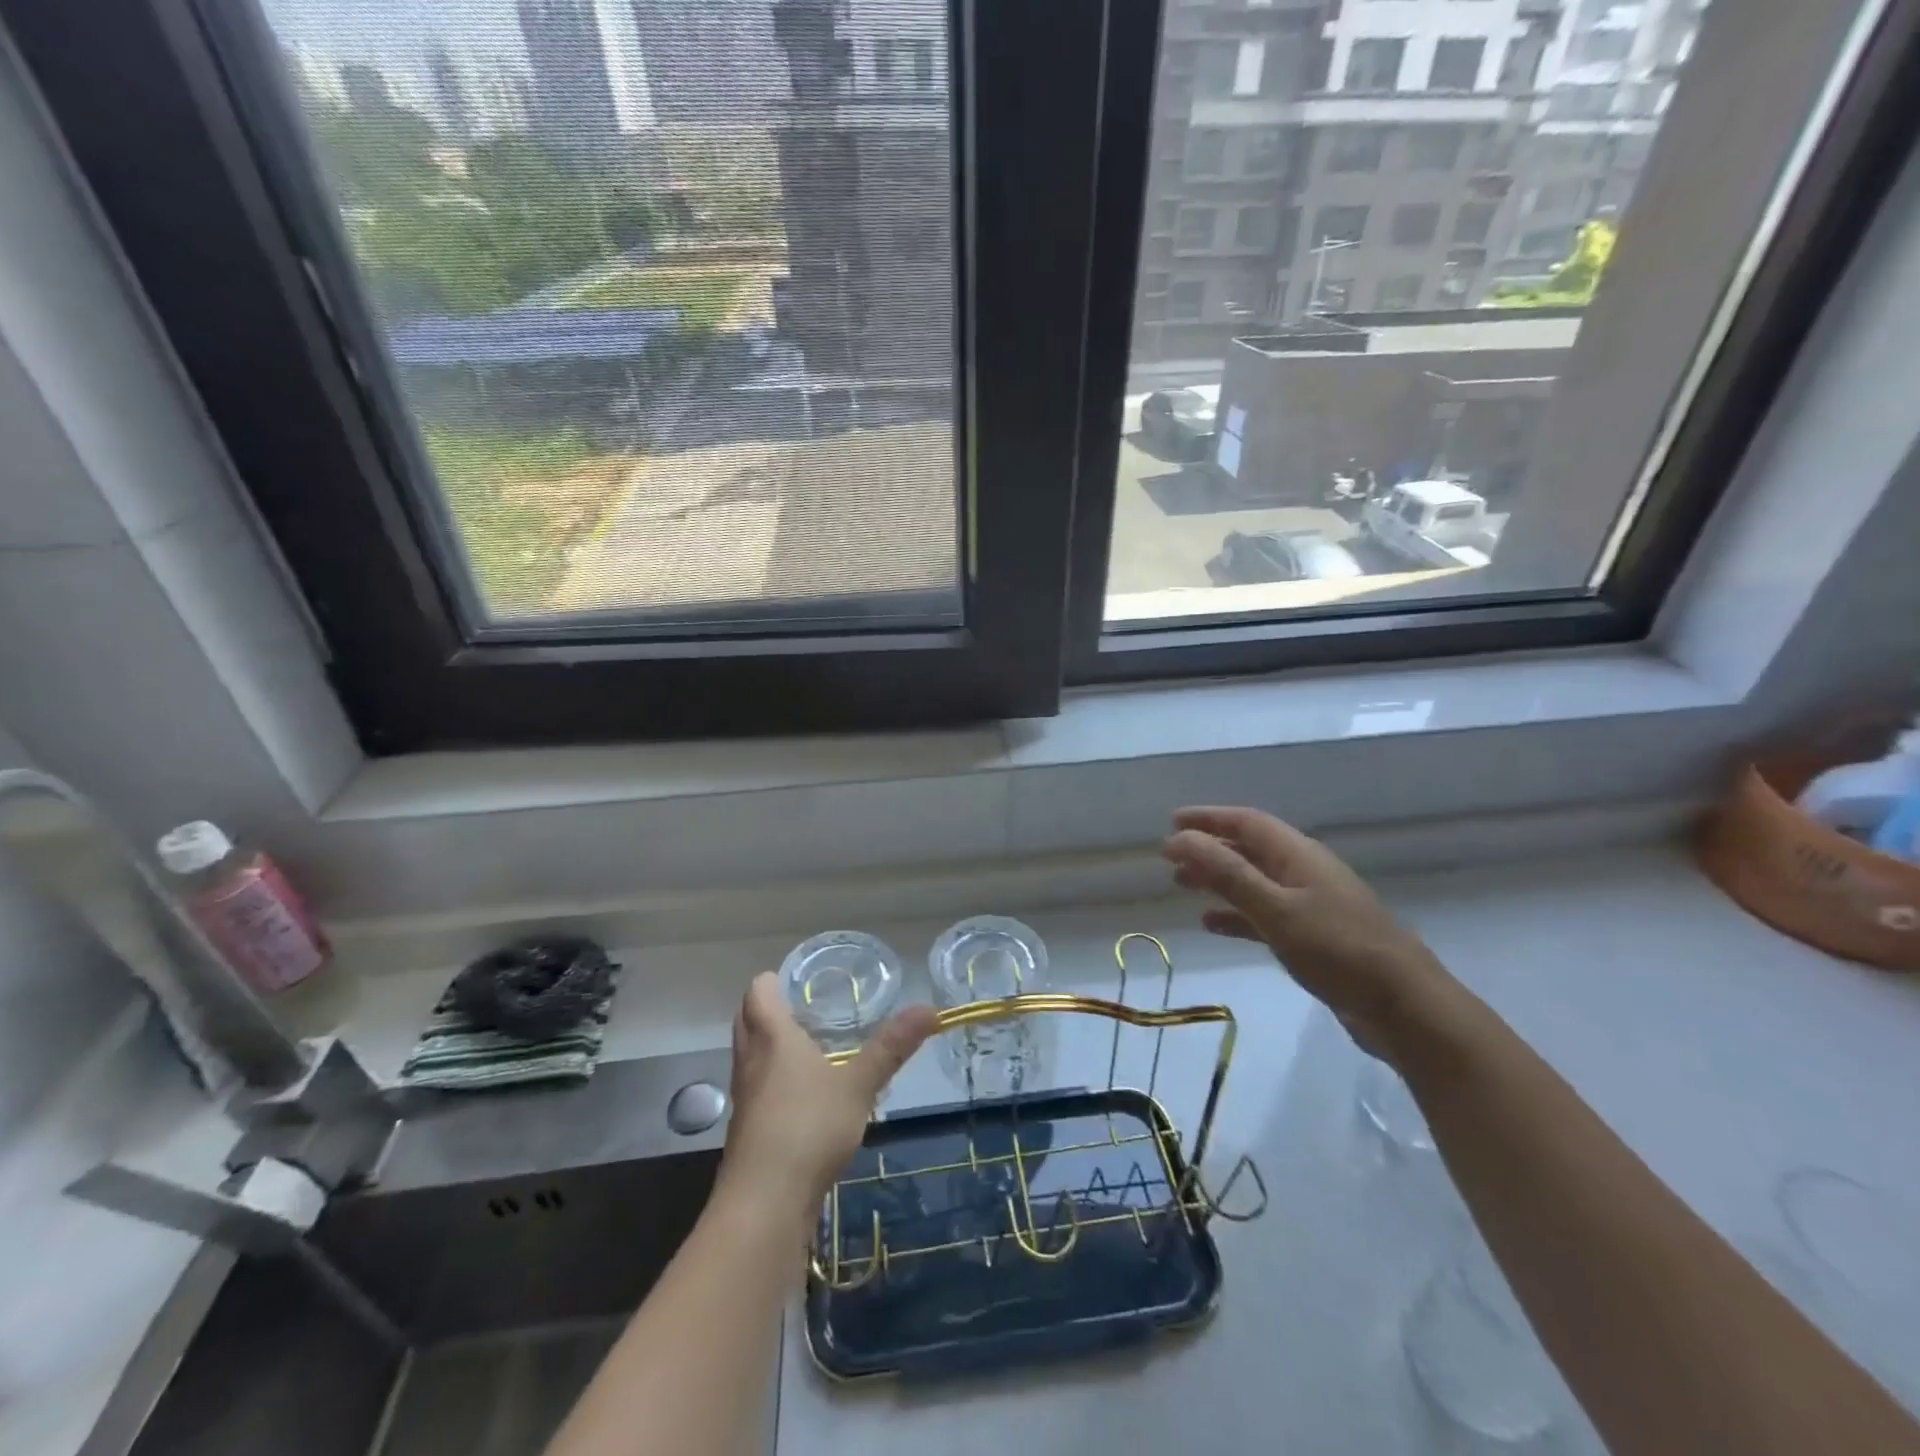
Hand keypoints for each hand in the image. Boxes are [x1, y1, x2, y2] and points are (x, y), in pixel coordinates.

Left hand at [715, 972, 938, 1228]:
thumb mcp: (859, 1085)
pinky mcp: (748, 1132)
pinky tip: (802, 1097)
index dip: (772, 981)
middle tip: (802, 1006)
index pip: (758, 993)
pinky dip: (772, 1080)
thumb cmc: (808, 1128)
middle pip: (746, 1020)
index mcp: (773, 1039)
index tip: (796, 979)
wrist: (763, 1205)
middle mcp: (751, 1062)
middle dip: (766, 1008)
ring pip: (749, 1057)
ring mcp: (745, 1099)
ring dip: (768, 1045)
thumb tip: (930, 1009)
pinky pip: (756, 1090)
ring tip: (806, 1046)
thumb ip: (891, 1047)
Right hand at [1162, 806, 1454, 1059]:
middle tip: (1169, 858)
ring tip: (1181, 886)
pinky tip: (1211, 924)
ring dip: (1218, 879)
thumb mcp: (1275, 908)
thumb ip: (1227, 873)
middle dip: (1208, 848)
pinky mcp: (1314, 937)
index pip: (1246, 822)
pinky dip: (1236, 914)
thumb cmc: (1337, 949)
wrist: (1405, 1007)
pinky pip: (1264, 914)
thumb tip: (1181, 839)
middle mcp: (1303, 871)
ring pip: (1253, 881)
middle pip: (1248, 849)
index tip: (1171, 822)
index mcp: (1298, 855)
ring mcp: (1311, 904)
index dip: (1208, 818)